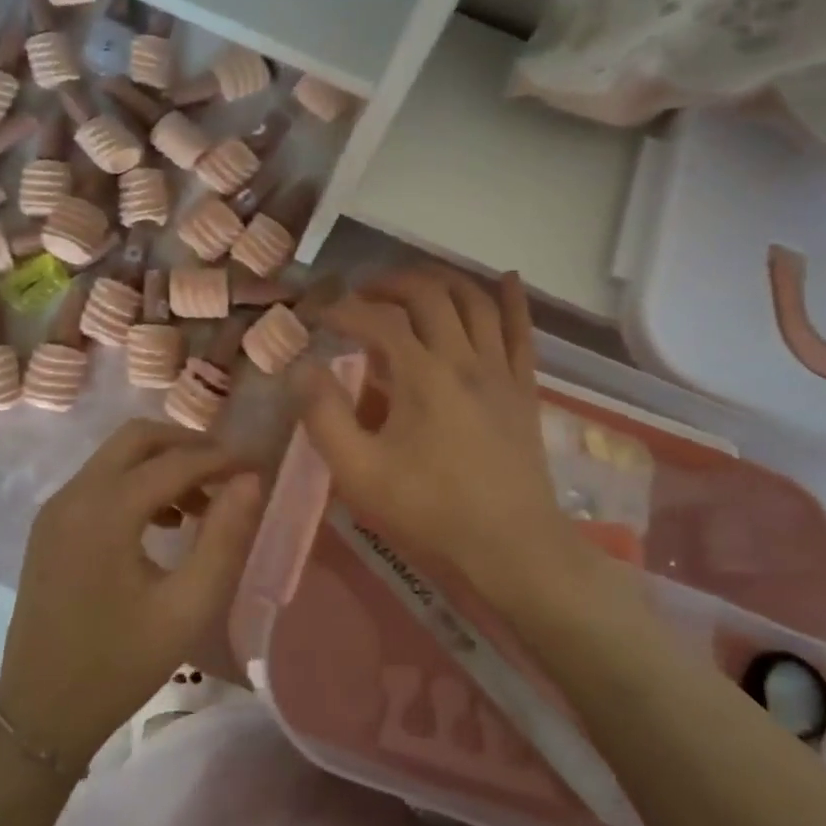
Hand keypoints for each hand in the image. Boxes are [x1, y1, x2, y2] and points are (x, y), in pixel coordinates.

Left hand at [0, 420, 262, 766]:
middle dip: (188, 445)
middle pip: (137, 438)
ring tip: (203, 504)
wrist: (40, 714)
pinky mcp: (50, 526)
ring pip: (117, 456)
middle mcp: (74, 495)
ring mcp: (56, 508)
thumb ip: (223, 538)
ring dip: (162, 464)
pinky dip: (137, 483)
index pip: (174, 461)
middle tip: (228, 472)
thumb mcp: (187, 606)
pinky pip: (99, 481)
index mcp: (105, 511)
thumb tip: (249, 480)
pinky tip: (165, 522)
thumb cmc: (120, 665)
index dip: (221, 458)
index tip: (258, 466)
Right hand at [291, 269, 575, 613]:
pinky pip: (522, 331)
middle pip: (429, 294)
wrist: (512, 548)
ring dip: (441, 280)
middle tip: (362, 294)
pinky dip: (512, 300)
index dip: (342, 308)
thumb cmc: (430, 511)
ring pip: (475, 301)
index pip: (377, 319)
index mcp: (422, 375)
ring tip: (413, 284)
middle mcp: (463, 358)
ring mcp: (500, 369)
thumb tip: (301, 369)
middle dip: (390, 283)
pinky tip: (506, 278)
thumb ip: (324, 417)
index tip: (316, 314)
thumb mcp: (359, 473)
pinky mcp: (524, 387)